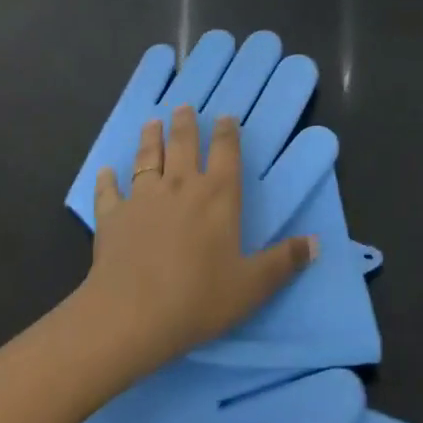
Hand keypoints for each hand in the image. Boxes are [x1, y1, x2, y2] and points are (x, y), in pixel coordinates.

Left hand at [82, 106, 316, 373]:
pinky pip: (109, 192)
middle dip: (185, 124)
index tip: (225, 117)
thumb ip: (283, 261)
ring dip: (149, 138)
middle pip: (183, 144)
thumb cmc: (197, 298)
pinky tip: (105, 171)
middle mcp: (181, 185)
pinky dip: (107, 180)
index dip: (227, 132)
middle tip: (183, 107)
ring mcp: (143, 198)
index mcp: (218, 195)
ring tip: (151, 122)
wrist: (130, 315)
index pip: (225, 152)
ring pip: (147, 158)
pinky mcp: (112, 217)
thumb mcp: (251, 286)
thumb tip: (316, 243)